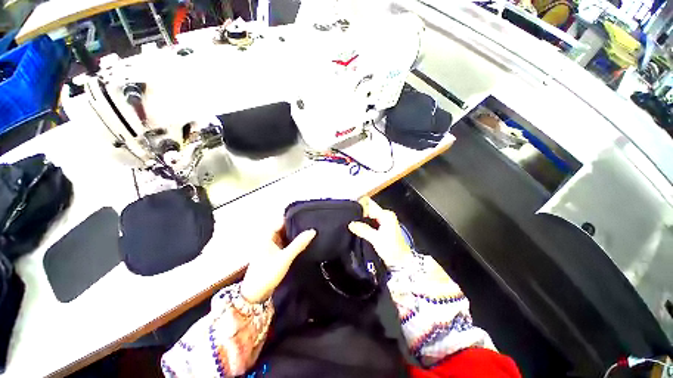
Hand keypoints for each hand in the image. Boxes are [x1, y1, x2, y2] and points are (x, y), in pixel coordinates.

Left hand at [240, 224, 315, 303]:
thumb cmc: (267, 273)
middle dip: (296, 227)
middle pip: (284, 228)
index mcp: (267, 236)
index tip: (306, 217)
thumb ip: (299, 244)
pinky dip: (292, 243)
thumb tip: (312, 231)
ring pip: (285, 236)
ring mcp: (271, 247)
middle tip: (310, 224)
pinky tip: (302, 243)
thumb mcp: (285, 258)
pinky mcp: (274, 254)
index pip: (282, 221)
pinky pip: (285, 244)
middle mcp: (268, 239)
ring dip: (294, 235)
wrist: (255, 295)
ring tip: (309, 232)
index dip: (293, 218)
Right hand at [348, 197, 411, 267]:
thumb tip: (351, 223)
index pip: (369, 206)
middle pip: (369, 209)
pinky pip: (371, 221)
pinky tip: (358, 228)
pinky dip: (365, 224)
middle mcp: (386, 215)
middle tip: (350, 220)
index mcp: (386, 215)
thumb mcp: (375, 239)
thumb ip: (363, 230)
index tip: (351, 216)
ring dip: (362, 220)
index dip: (360, 209)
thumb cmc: (391, 248)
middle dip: (360, 214)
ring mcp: (385, 221)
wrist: (400, 261)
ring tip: (353, 224)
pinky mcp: (383, 227)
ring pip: (369, 216)